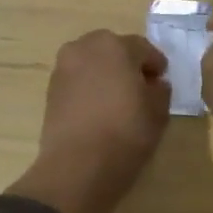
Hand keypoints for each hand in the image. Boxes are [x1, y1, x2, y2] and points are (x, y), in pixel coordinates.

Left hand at [7, 30, 170, 212]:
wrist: (77, 167)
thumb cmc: (125, 132)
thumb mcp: (158, 112)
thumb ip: (160, 91)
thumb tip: (154, 84)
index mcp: (114, 46)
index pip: (142, 48)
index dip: (155, 65)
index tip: (162, 81)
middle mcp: (84, 48)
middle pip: (112, 50)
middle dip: (127, 64)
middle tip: (140, 88)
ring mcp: (63, 69)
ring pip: (91, 65)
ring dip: (105, 75)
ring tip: (118, 100)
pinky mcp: (50, 91)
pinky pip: (77, 82)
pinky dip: (89, 89)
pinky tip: (99, 110)